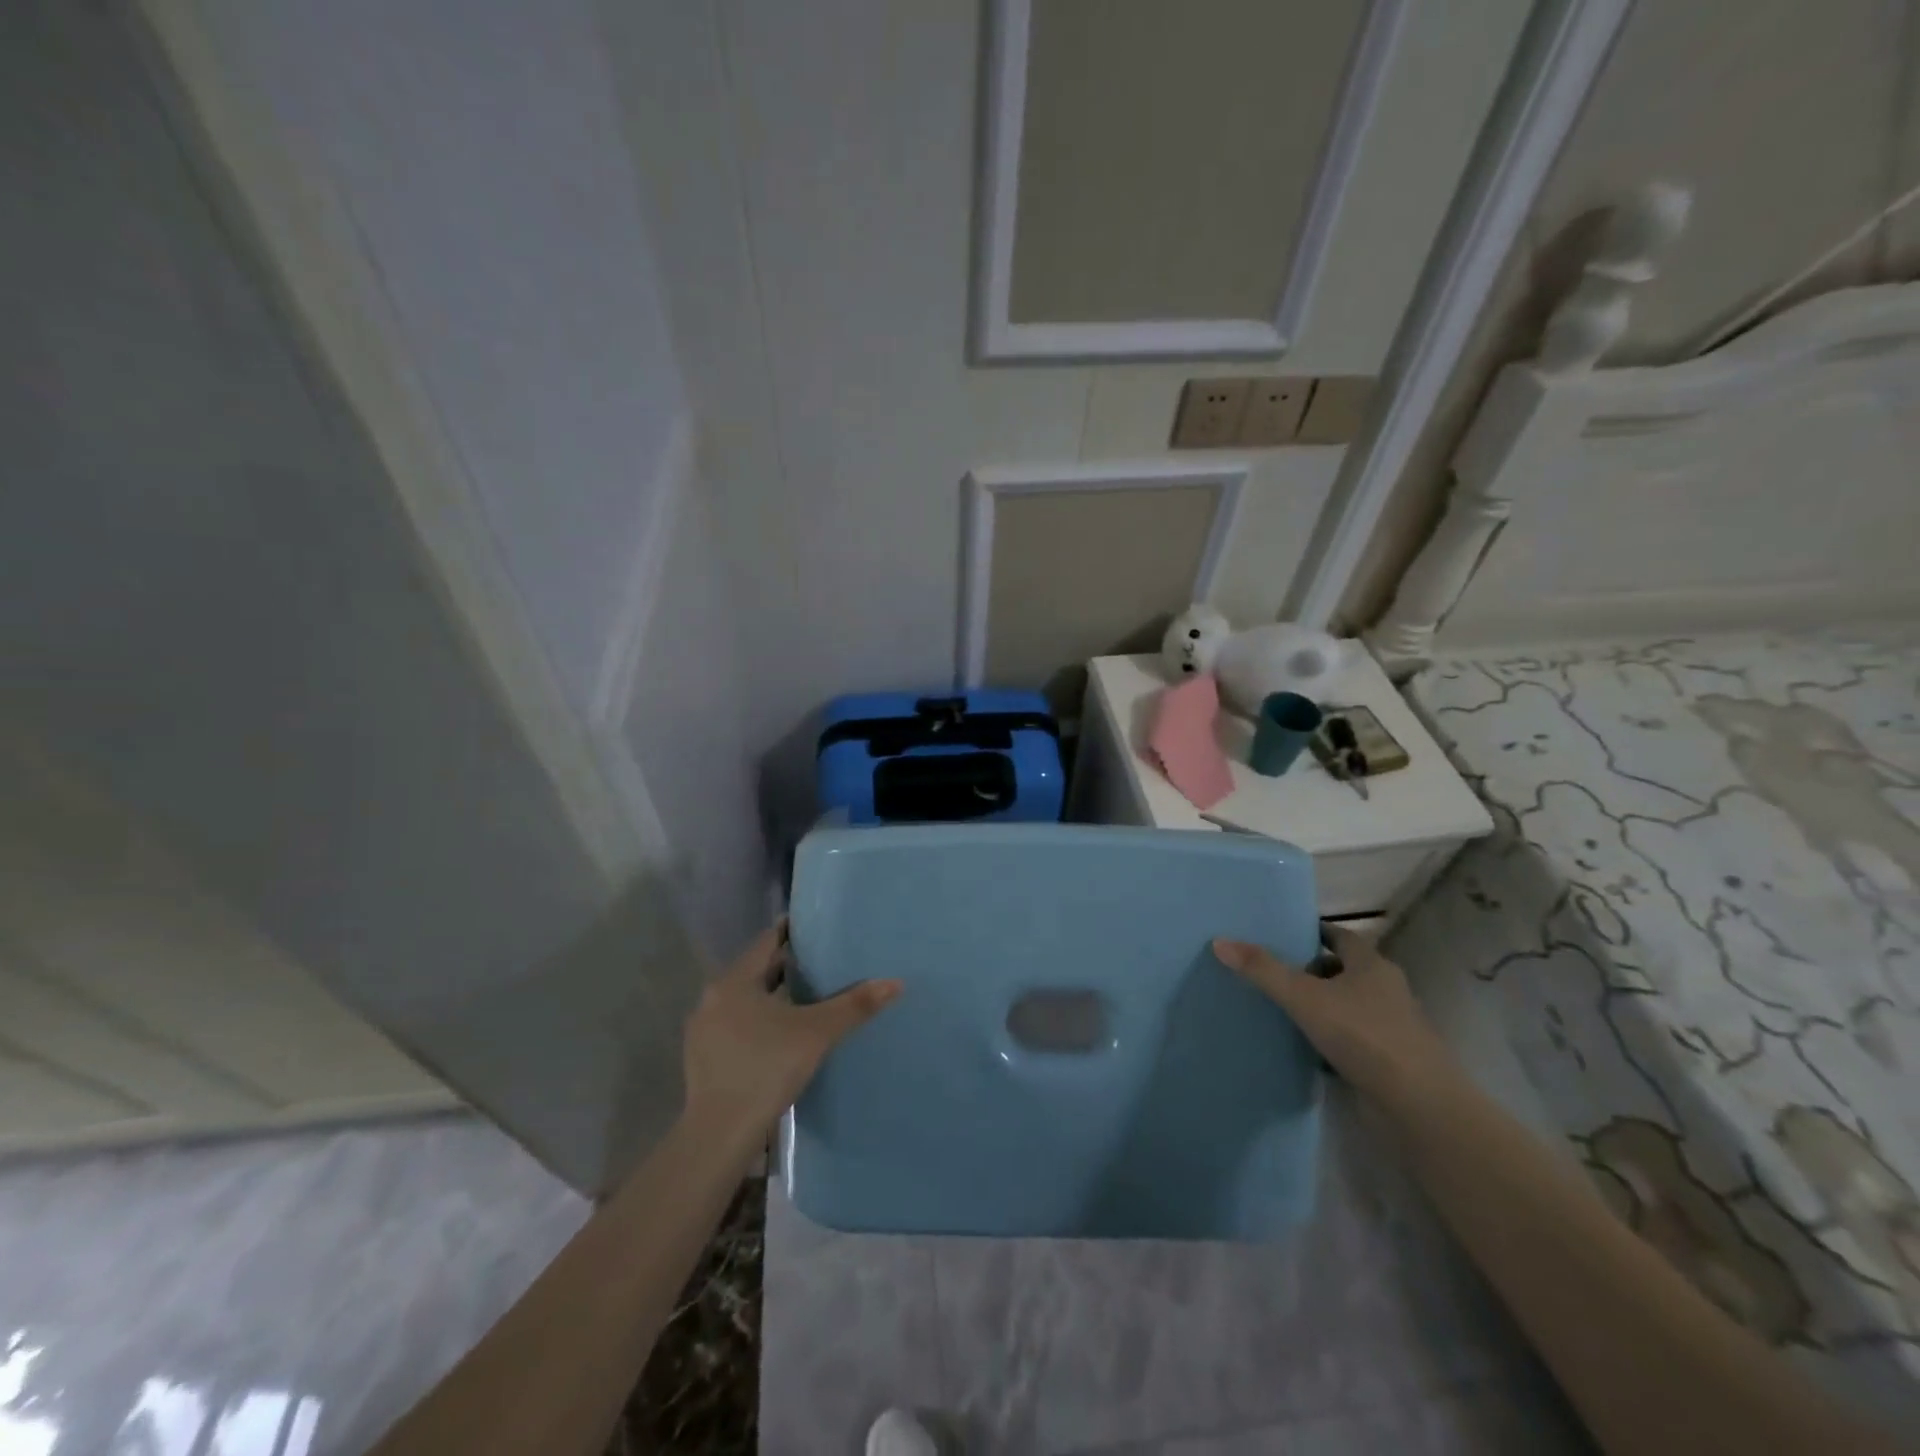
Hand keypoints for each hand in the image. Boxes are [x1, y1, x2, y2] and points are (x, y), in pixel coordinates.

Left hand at [682, 920, 900, 1137]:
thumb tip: (895, 982)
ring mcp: (703, 1030)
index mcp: (734, 981)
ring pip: (745, 1000)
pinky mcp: (703, 1059)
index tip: (817, 928)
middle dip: (786, 965)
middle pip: (756, 970)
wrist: (720, 1135)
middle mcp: (713, 997)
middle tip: (822, 961)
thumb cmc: (767, 1069)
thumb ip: (854, 1005)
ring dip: (772, 996)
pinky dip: (759, 1021)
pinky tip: (781, 1034)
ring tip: (806, 996)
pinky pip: (736, 1025)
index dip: (792, 932)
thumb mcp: (817, 1033)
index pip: (767, 941)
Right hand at [1211, 924, 1449, 1098]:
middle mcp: (1386, 990)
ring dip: (1321, 1006)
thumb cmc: (1363, 1036)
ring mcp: (1392, 1028)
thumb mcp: (1304, 997)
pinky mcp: (1390, 1061)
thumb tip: (1220, 941)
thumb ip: (1263, 970)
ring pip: (1348, 1006)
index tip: (1283, 934)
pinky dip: (1330, 1039)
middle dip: (1312, 970)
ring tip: (1282, 1009)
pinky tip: (1305, 1048)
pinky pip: (1353, 1039)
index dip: (1313, 933)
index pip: (1340, 936)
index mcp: (1372, 966)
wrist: (1419, 1107)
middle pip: (1344, 970)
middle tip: (1273, 972)